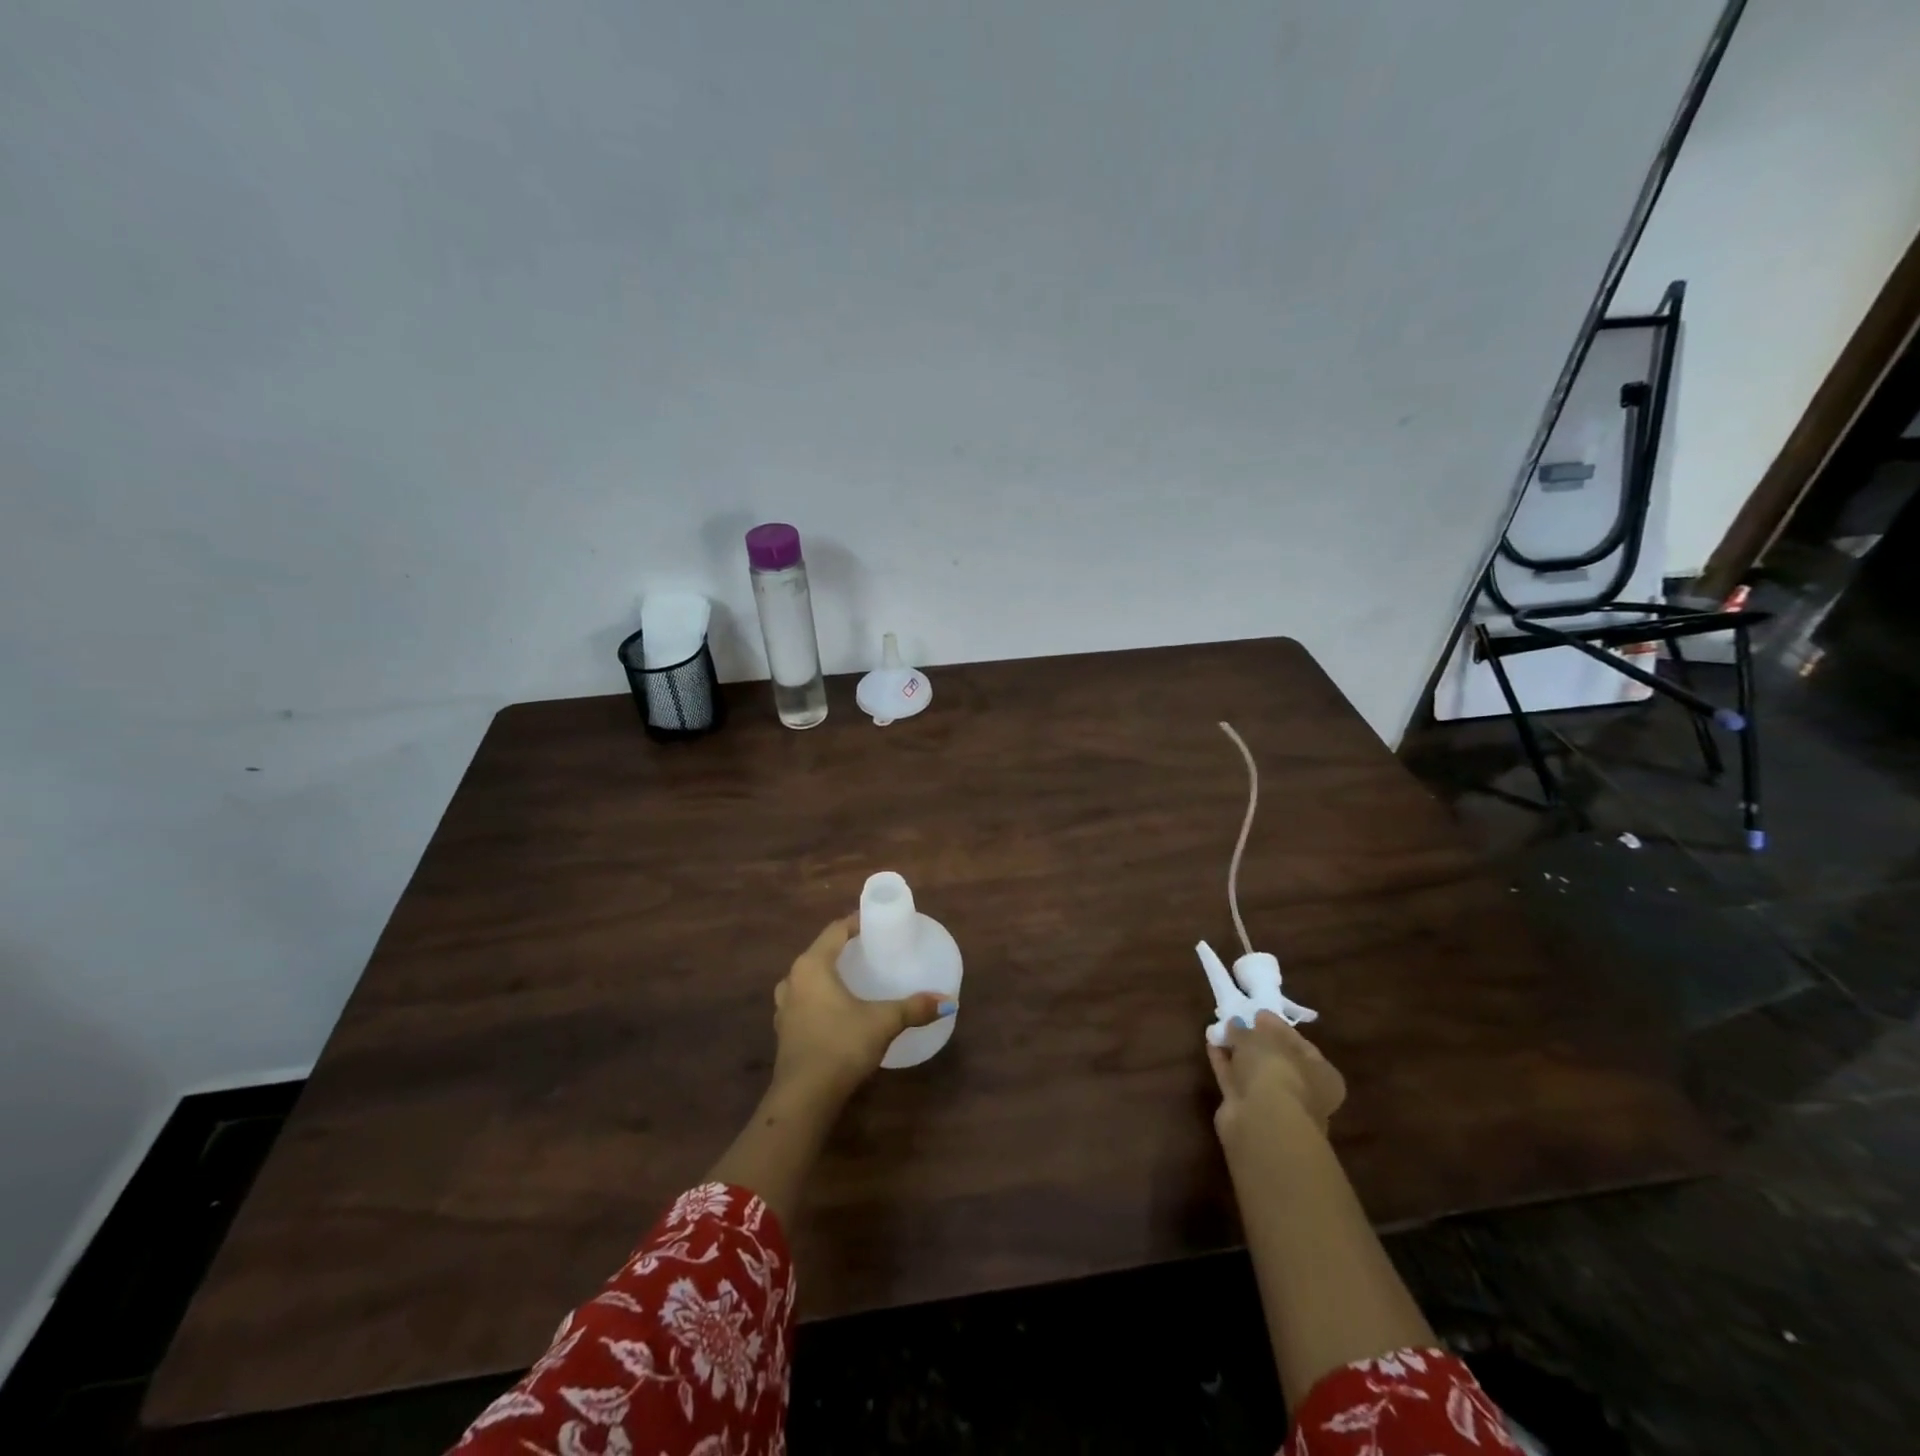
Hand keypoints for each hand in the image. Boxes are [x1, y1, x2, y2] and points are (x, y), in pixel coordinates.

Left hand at [771, 916, 952, 1100]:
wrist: (804, 1098)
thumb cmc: (841, 1045)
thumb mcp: (883, 1022)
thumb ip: (914, 1008)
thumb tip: (948, 1001)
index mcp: (812, 966)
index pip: (835, 931)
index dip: (855, 923)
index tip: (876, 923)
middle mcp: (793, 980)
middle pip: (820, 952)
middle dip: (843, 949)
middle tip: (870, 950)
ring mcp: (784, 1007)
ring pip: (808, 979)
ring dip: (828, 974)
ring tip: (853, 978)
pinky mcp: (785, 1032)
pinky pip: (804, 1002)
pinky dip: (820, 998)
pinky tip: (838, 1010)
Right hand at [1207, 1011, 1345, 1141]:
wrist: (1261, 1121)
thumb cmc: (1277, 1072)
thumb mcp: (1262, 1039)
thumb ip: (1248, 1030)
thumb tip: (1238, 1024)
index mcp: (1322, 1074)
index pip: (1300, 1044)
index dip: (1277, 1027)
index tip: (1257, 1013)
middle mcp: (1303, 1091)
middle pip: (1276, 1060)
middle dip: (1256, 1041)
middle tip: (1237, 1020)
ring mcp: (1275, 1104)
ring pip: (1254, 1072)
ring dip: (1238, 1052)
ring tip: (1219, 1029)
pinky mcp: (1248, 1111)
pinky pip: (1235, 1080)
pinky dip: (1224, 1063)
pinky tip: (1211, 1045)